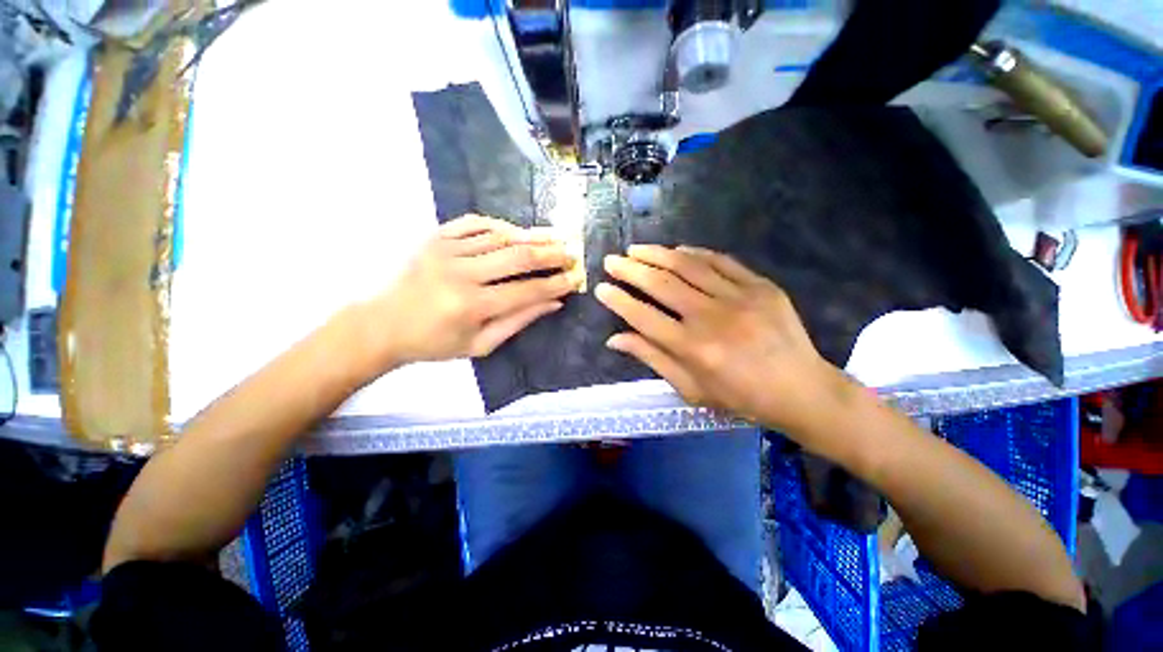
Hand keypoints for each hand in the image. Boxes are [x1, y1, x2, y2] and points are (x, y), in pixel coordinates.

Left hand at [364, 215, 580, 365]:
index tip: (575, 278)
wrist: (384, 324)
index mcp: (472, 306)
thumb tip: (554, 302)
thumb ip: (518, 321)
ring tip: (553, 238)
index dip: (555, 284)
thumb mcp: (481, 344)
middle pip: (517, 257)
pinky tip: (516, 230)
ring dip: (531, 236)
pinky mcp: (435, 237)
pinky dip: (500, 225)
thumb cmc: (435, 342)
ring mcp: (446, 250)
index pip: (526, 291)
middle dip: (550, 254)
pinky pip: (474, 223)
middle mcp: (461, 273)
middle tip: (571, 253)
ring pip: (500, 236)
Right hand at [595, 245, 853, 434]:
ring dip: (657, 254)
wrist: (801, 390)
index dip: (618, 301)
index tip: (601, 289)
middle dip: (630, 270)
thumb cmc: (740, 398)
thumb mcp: (691, 389)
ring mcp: (739, 297)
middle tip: (612, 261)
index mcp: (693, 349)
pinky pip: (721, 261)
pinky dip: (695, 253)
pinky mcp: (761, 286)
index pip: (643, 317)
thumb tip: (615, 339)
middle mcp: (712, 318)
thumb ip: (652, 359)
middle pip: (661, 284)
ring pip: (688, 265)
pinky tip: (677, 249)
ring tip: (636, 249)